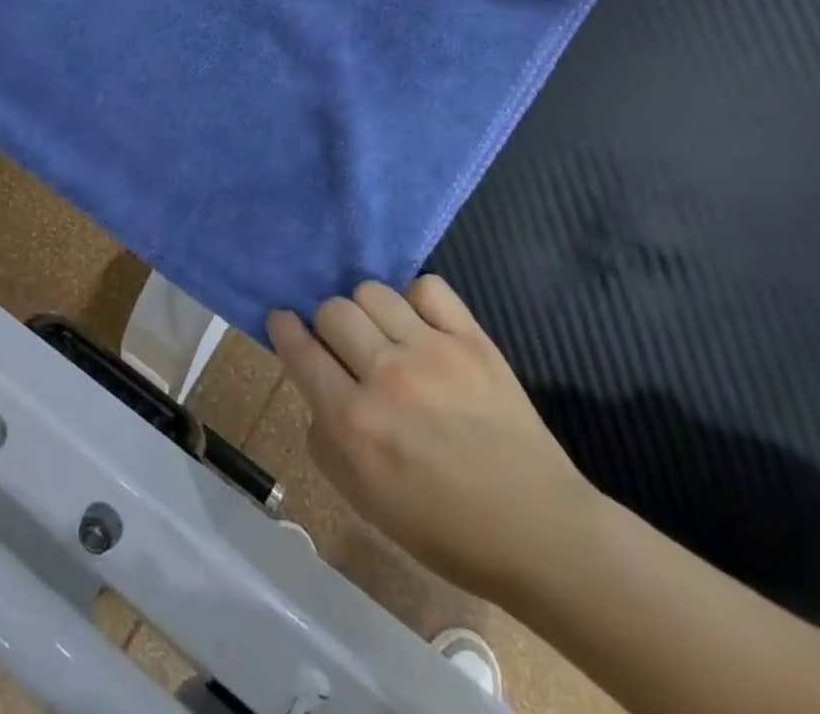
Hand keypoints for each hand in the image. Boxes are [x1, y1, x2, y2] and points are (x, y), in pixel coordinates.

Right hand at [268, 277, 599, 601]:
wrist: (538, 530)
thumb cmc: (444, 528)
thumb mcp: (364, 500)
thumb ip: (325, 441)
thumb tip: (317, 393)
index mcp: (354, 422)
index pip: (300, 350)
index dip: (283, 327)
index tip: (281, 319)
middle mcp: (386, 376)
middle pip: (333, 310)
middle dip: (326, 323)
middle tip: (343, 344)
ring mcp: (431, 351)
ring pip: (372, 291)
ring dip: (367, 309)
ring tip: (382, 332)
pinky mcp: (472, 339)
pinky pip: (427, 287)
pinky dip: (415, 300)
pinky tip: (421, 325)